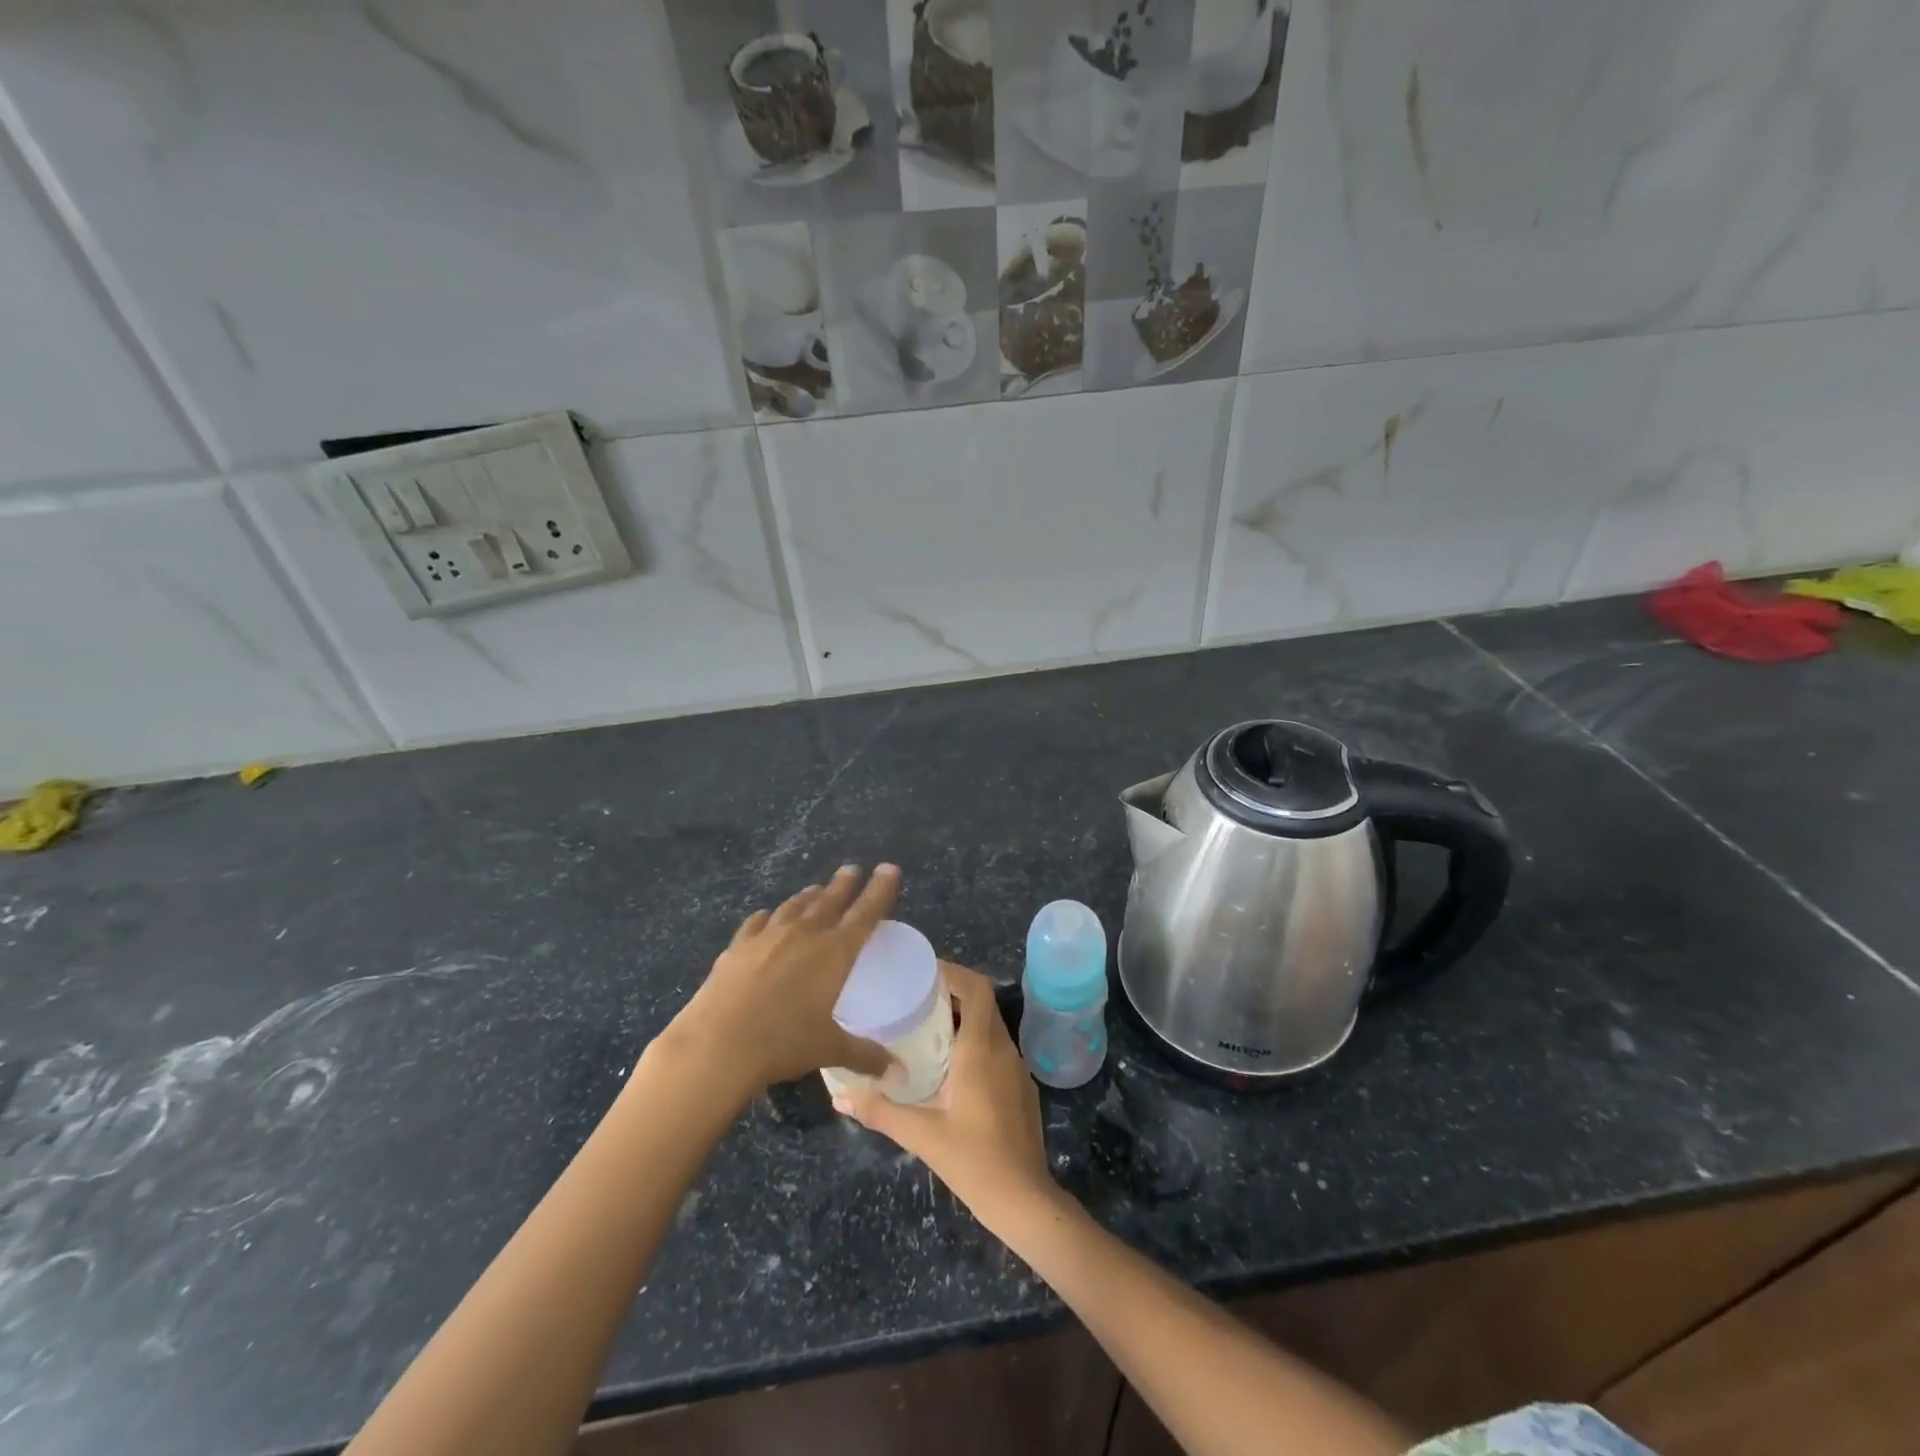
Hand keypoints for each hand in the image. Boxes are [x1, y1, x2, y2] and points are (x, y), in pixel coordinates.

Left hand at [661, 864, 899, 1098]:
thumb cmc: (783, 1043)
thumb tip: (894, 1070)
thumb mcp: (828, 1049)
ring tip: (816, 889)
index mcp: (835, 951)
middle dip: (844, 883)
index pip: (866, 912)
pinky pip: (757, 922)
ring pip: (794, 906)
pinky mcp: (737, 946)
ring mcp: (767, 936)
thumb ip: (863, 1054)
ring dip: (809, 896)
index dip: (880, 889)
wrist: (717, 1044)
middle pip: (830, 899)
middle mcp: (804, 934)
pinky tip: (765, 917)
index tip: (889, 868)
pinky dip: (766, 917)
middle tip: (852, 869)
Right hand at [834, 962, 1059, 1232]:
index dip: (953, 972)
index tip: (923, 973)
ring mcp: (1017, 1068)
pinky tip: (953, 1067)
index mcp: (980, 1048)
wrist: (1024, 1200)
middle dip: (952, 993)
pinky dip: (975, 1042)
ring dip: (963, 1018)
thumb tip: (839, 1097)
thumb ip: (880, 1111)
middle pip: (982, 1002)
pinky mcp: (1022, 1087)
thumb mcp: (921, 1134)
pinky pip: (997, 1049)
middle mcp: (1003, 1049)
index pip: (976, 988)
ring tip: (927, 1029)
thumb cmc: (973, 1160)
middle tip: (916, 999)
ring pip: (991, 1026)